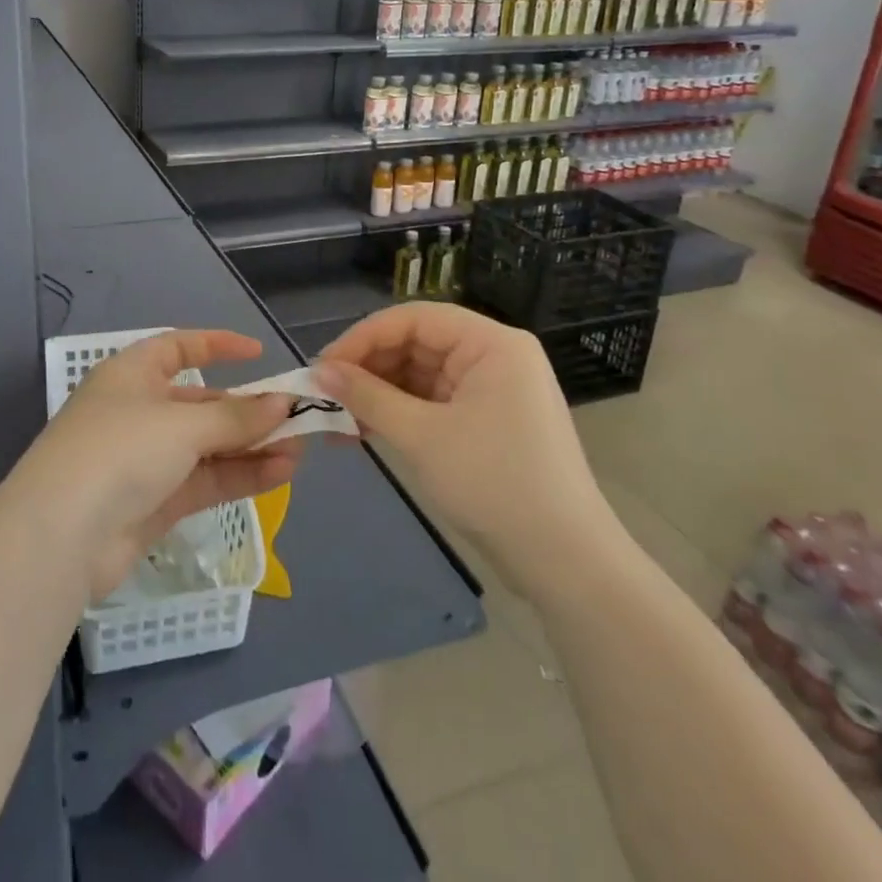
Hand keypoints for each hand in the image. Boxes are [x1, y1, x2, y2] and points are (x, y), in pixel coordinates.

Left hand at [10, 331, 299, 601]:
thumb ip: (236, 417)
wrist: (60, 537)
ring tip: (300, 451)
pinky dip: (240, 475)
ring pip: (208, 445)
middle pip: (201, 403)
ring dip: (252, 447)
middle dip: (247, 410)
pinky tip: (281, 474)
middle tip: (296, 418)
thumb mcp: (181, 424)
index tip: (259, 354)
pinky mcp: (155, 503)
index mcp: (132, 375)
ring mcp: (146, 459)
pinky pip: (205, 480)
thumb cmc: (119, 451)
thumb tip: (283, 404)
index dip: (217, 346)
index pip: (178, 348)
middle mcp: (139, 411)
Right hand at [316, 303, 615, 597]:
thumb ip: (366, 397)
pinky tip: (363, 433)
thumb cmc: (494, 484)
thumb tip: (317, 371)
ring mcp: (491, 391)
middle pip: (416, 345)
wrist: (564, 563)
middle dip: (368, 370)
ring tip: (337, 422)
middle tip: (325, 396)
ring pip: (419, 376)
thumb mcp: (421, 436)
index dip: (363, 337)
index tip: (323, 367)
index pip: (414, 318)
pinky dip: (398, 415)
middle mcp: (493, 357)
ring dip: (377, 396)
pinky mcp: (485, 422)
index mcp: (491, 344)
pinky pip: (431, 403)